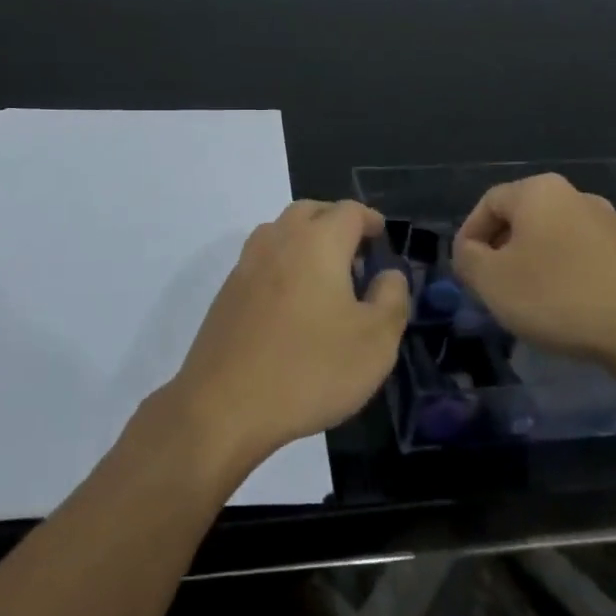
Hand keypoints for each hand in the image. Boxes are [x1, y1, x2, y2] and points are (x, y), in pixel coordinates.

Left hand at [165, 200, 408, 477]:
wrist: (224, 404)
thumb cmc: (310, 368)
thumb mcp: (375, 342)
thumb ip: (391, 299)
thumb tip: (388, 274)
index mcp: (318, 242)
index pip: (348, 211)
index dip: (369, 219)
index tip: (381, 236)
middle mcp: (279, 240)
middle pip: (310, 211)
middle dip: (335, 222)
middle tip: (355, 253)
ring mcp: (247, 263)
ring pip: (281, 231)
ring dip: (305, 239)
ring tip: (324, 275)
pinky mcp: (228, 291)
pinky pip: (262, 259)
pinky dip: (282, 264)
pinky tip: (292, 302)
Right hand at [453, 173, 615, 386]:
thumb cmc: (558, 297)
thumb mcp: (492, 281)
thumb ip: (468, 259)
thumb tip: (471, 252)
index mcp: (539, 191)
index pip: (488, 203)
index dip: (469, 236)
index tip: (465, 273)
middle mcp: (575, 195)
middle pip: (521, 218)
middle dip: (501, 250)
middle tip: (492, 286)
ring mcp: (608, 223)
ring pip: (552, 237)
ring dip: (532, 263)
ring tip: (526, 302)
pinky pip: (580, 255)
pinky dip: (563, 275)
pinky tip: (564, 307)